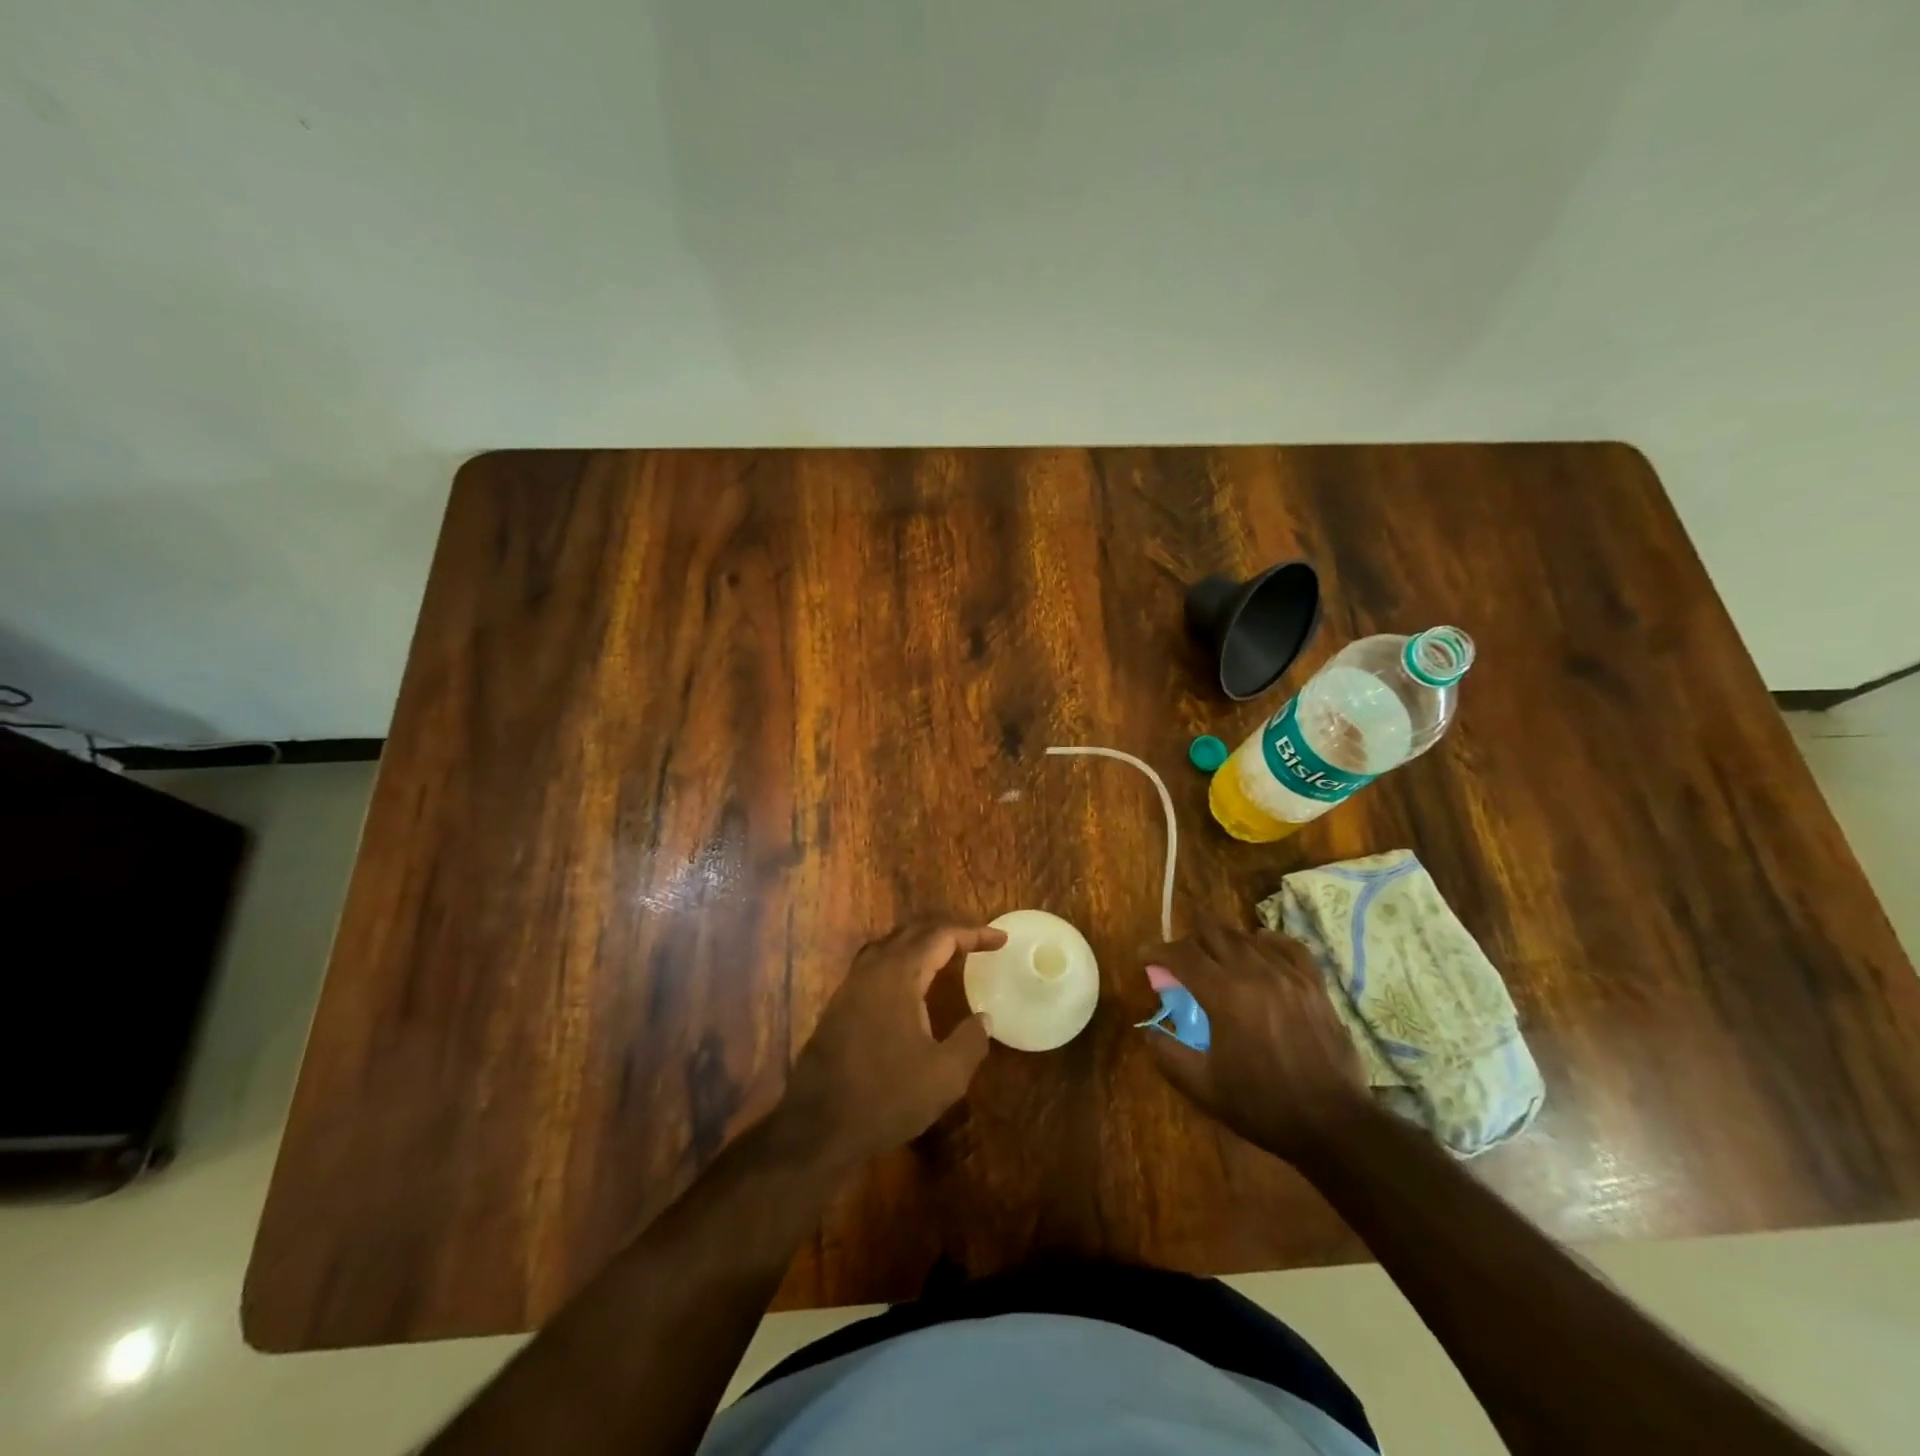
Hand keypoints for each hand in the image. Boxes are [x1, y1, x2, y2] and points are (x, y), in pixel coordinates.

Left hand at [778, 920, 1006, 1170]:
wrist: (819, 1126)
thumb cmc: (886, 1097)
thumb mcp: (945, 1076)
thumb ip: (971, 1041)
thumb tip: (984, 1018)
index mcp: (899, 974)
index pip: (941, 937)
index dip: (973, 934)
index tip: (1001, 940)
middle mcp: (872, 969)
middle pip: (913, 932)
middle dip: (948, 932)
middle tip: (977, 942)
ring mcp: (851, 985)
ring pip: (890, 944)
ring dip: (921, 942)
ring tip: (947, 952)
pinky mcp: (840, 1005)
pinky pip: (875, 963)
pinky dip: (901, 959)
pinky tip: (909, 983)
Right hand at [1145, 923, 1368, 1162]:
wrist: (1333, 1124)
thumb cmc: (1263, 1106)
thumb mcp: (1204, 1087)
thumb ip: (1168, 1054)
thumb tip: (1149, 1031)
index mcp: (1225, 995)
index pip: (1183, 956)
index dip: (1158, 952)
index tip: (1144, 956)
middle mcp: (1256, 974)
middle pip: (1215, 934)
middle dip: (1190, 940)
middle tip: (1179, 959)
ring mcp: (1290, 976)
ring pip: (1249, 938)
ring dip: (1224, 941)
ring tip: (1215, 957)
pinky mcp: (1315, 986)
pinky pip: (1290, 947)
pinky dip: (1269, 941)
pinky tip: (1261, 946)